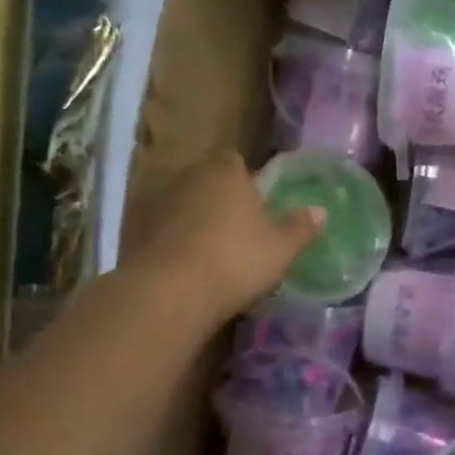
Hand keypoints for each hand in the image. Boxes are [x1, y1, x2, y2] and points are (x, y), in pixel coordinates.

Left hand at [125, 152, 323, 328]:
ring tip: (215, 252)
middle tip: (241, 229)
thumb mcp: (281, 248)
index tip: (258, 202)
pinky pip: (164, 232)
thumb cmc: (236, 259)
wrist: (169, 293)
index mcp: (225, 172)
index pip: (235, 161)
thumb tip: (320, 210)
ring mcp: (157, 204)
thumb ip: (300, 227)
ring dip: (195, 221)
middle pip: (208, 182)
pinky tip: (189, 268)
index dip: (247, 179)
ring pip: (184, 206)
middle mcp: (188, 178)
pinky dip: (175, 243)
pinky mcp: (134, 234)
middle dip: (221, 199)